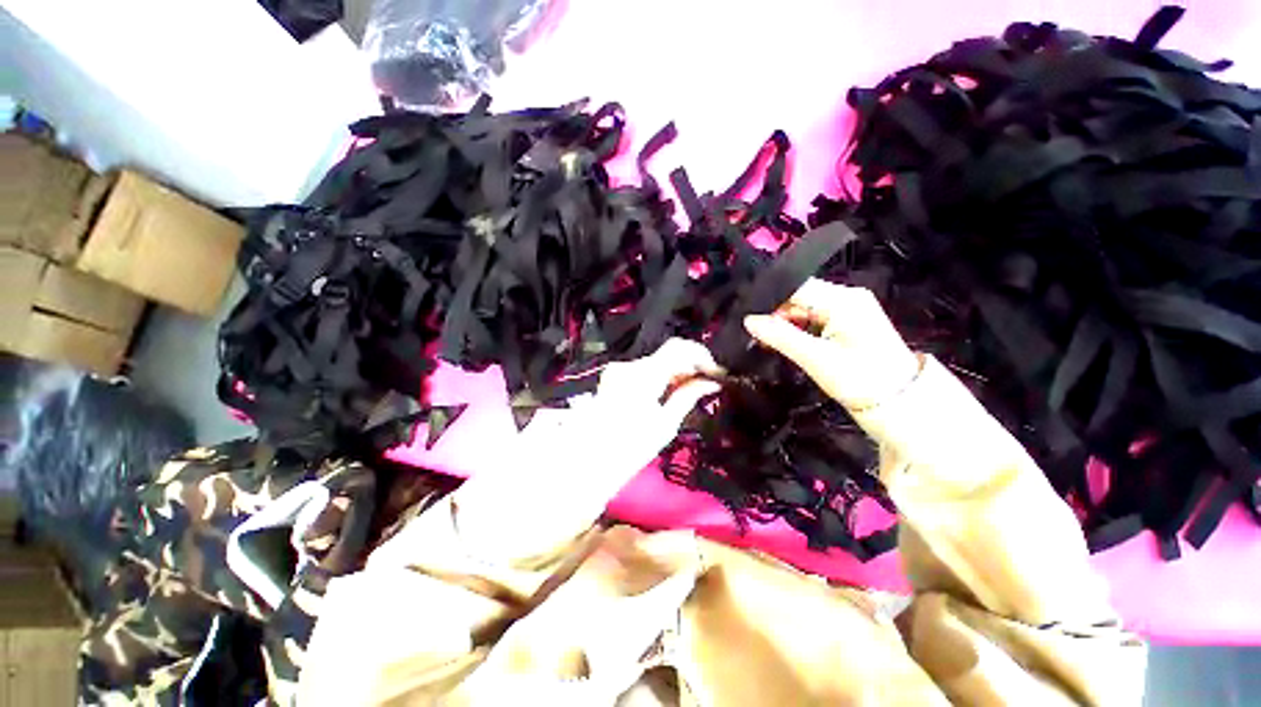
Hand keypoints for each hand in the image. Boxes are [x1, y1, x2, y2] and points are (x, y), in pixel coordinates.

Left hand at [575, 337, 723, 472]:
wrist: (591, 459)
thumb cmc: (631, 447)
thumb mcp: (666, 424)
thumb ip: (688, 396)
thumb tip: (711, 383)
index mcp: (644, 376)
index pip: (678, 347)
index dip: (701, 355)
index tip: (715, 372)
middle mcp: (629, 365)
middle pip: (667, 353)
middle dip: (689, 364)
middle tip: (706, 383)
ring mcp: (619, 369)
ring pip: (657, 360)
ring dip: (675, 370)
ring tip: (689, 390)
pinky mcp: (614, 376)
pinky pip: (644, 368)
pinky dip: (659, 375)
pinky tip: (668, 391)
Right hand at [744, 279, 920, 410]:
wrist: (898, 401)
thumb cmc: (860, 379)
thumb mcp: (816, 359)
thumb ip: (780, 336)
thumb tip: (748, 320)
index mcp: (843, 300)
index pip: (796, 287)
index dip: (769, 299)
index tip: (745, 315)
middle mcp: (846, 297)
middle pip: (799, 296)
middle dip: (775, 313)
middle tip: (752, 332)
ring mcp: (848, 308)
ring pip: (803, 308)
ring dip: (784, 322)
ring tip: (763, 338)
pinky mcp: (846, 321)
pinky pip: (813, 317)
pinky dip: (796, 328)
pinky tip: (782, 340)